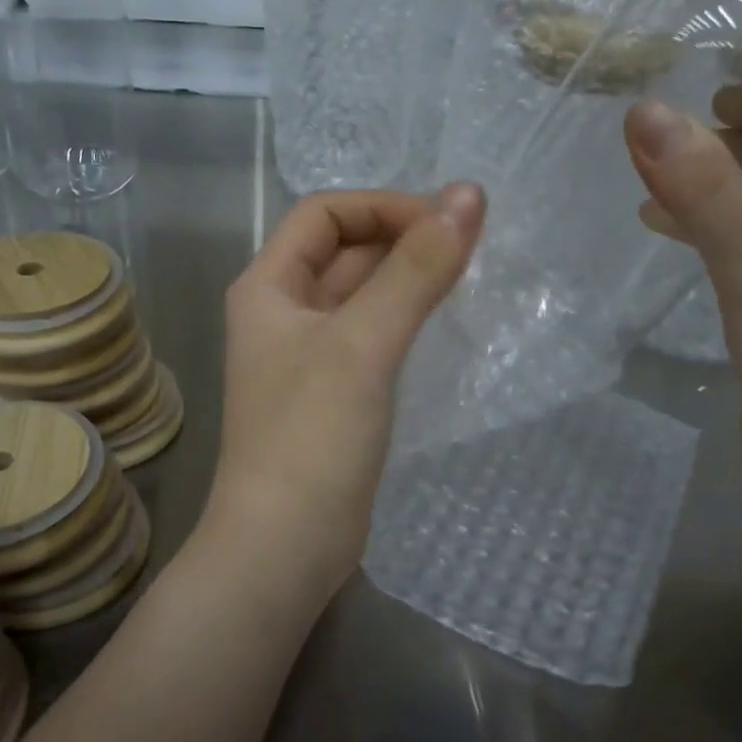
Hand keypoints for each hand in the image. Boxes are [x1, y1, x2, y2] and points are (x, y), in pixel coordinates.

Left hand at [204, 185, 486, 589]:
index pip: (325, 213)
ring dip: (410, 280)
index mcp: (268, 286)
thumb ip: (416, 269)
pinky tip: (448, 327)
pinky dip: (407, 321)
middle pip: (346, 251)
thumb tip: (468, 194)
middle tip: (473, 249)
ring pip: (364, 295)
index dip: (385, 207)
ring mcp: (309, 355)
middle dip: (404, 241)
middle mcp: (283, 312)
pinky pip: (374, 336)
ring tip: (471, 279)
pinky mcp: (335, 393)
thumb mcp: (364, 343)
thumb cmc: (312, 436)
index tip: (447, 224)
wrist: (285, 547)